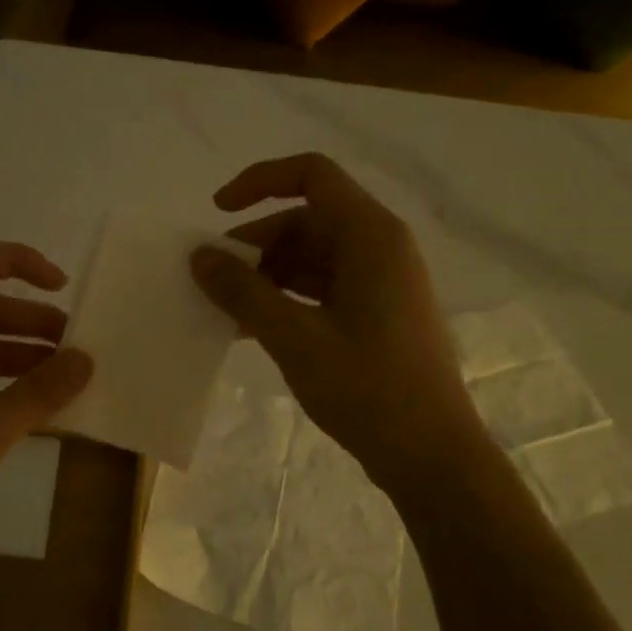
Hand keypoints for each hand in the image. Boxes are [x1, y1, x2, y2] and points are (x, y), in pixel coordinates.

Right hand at [190, 153, 479, 501]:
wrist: (431, 455)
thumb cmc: (367, 389)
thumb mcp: (294, 338)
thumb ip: (243, 292)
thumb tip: (199, 256)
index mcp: (371, 236)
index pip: (311, 175)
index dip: (259, 181)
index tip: (217, 213)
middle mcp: (381, 247)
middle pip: (307, 219)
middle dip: (256, 245)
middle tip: (215, 281)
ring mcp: (382, 281)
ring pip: (312, 256)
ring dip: (267, 276)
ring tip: (228, 312)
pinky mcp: (378, 312)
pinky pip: (323, 287)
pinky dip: (287, 299)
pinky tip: (255, 329)